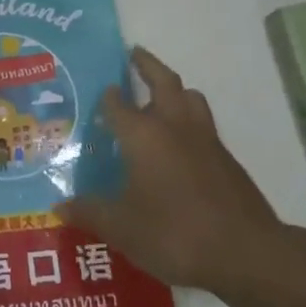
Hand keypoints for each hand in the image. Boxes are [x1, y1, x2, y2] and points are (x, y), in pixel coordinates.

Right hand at [55, 47, 305, 297]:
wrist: (246, 252)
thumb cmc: (174, 233)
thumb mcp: (122, 228)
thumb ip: (90, 213)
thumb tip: (60, 206)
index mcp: (143, 135)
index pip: (119, 104)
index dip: (108, 96)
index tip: (100, 90)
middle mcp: (174, 127)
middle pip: (164, 81)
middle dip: (147, 65)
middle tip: (134, 53)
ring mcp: (205, 140)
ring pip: (190, 98)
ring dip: (175, 90)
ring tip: (160, 96)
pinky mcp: (227, 160)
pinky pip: (204, 126)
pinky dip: (189, 120)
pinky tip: (181, 145)